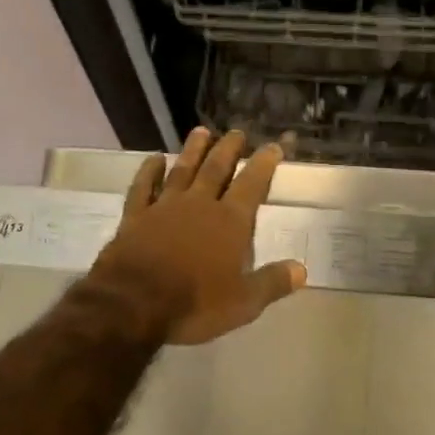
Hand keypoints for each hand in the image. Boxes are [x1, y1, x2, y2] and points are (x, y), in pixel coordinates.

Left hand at [86, 128, 307, 345]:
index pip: (252, 184)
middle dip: (229, 148)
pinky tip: (154, 159)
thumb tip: (302, 269)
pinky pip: (143, 187)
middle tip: (237, 131)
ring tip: (201, 131)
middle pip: (216, 168)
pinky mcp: (135, 217)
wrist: (132, 304)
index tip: (273, 145)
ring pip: (182, 170)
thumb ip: (272, 282)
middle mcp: (200, 205)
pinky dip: (149, 171)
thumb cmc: (194, 303)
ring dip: (193, 150)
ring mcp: (165, 207)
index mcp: (230, 222)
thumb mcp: (243, 303)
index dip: (264, 163)